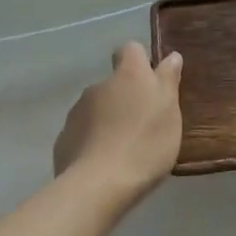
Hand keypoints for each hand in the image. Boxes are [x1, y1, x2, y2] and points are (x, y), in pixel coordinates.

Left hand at [52, 42, 183, 205]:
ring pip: (96, 108)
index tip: (151, 81)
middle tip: (142, 124)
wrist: (98, 185)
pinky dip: (92, 141)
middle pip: (114, 82)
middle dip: (125, 96)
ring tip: (122, 148)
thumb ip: (168, 81)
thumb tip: (171, 56)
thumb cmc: (145, 144)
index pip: (131, 49)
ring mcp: (77, 112)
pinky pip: (82, 132)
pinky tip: (103, 163)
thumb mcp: (169, 112)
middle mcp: (99, 86)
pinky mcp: (64, 138)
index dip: (140, 61)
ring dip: (107, 119)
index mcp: (129, 75)